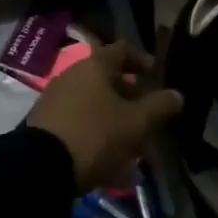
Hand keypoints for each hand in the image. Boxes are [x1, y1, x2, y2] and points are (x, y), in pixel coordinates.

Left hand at [28, 41, 183, 188]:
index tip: (156, 75)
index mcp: (95, 66)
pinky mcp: (45, 125)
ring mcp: (56, 100)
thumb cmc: (95, 134)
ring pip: (94, 104)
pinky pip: (80, 123)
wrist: (39, 168)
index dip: (142, 59)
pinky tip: (109, 163)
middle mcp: (73, 75)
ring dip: (114, 118)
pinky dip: (97, 135)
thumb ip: (159, 106)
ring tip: (132, 144)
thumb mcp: (135, 123)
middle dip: (130, 96)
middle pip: (107, 79)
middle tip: (147, 115)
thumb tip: (177, 95)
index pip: (123, 50)